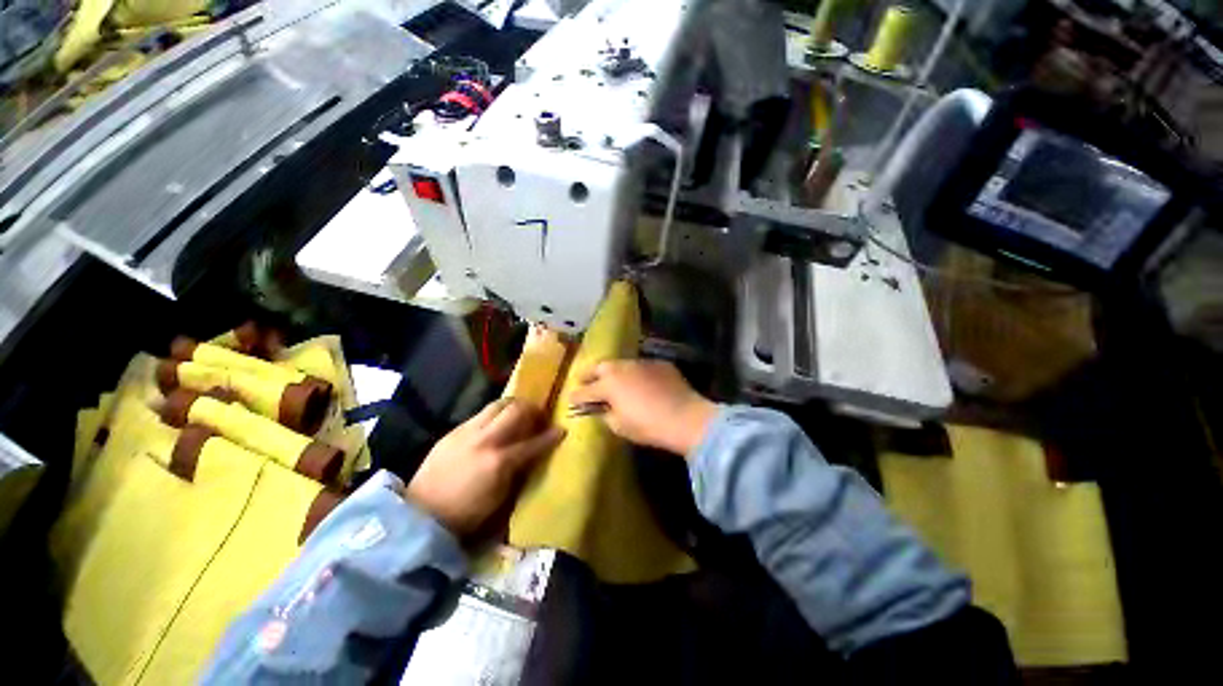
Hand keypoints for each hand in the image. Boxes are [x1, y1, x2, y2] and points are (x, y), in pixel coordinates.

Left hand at [405, 398, 563, 535]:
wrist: (421, 514)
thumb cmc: (466, 514)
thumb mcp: (500, 498)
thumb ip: (519, 470)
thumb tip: (532, 453)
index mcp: (500, 462)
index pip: (534, 443)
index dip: (551, 436)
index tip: (561, 430)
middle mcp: (485, 440)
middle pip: (516, 410)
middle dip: (532, 409)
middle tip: (537, 416)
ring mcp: (468, 432)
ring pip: (498, 404)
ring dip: (513, 406)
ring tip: (518, 414)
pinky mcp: (454, 430)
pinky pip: (481, 413)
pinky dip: (494, 415)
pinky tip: (494, 426)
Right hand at [569, 360, 716, 456]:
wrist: (685, 417)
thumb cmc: (648, 425)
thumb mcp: (620, 426)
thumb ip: (606, 415)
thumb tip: (602, 410)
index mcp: (609, 384)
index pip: (586, 390)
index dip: (577, 396)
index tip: (570, 399)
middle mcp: (622, 368)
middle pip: (600, 368)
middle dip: (589, 374)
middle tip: (584, 380)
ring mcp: (641, 363)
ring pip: (621, 364)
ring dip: (614, 372)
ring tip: (613, 380)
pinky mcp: (659, 363)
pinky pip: (641, 367)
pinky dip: (636, 374)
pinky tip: (640, 382)